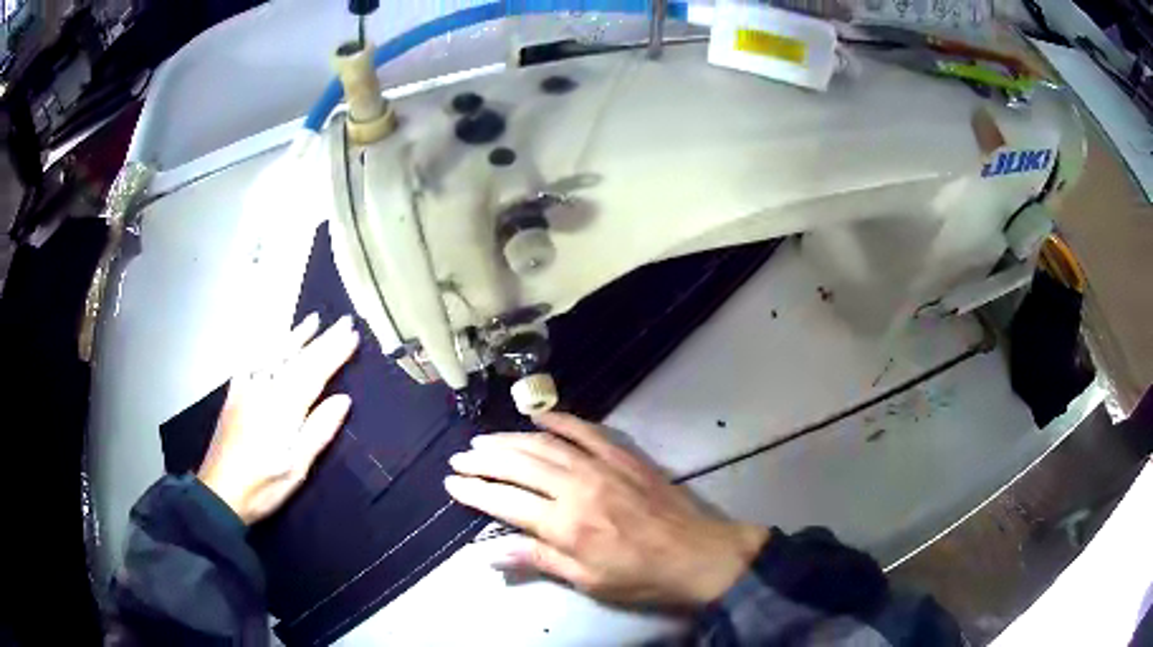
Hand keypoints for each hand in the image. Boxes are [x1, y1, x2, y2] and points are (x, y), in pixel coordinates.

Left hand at [198, 314, 358, 524]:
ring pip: (273, 354)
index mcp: (283, 408)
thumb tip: (343, 399)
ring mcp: (246, 390)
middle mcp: (264, 390)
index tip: (352, 334)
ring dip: (294, 336)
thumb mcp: (297, 467)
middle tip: (343, 321)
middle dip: (322, 339)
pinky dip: (263, 348)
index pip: (314, 372)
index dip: (334, 352)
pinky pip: (250, 362)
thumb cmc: (263, 486)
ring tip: (312, 320)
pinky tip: (269, 343)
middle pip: (296, 358)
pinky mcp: (233, 396)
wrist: (219, 493)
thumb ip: (318, 431)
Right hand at [445, 412, 767, 606]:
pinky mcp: (623, 455)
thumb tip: (491, 552)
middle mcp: (576, 487)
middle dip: (483, 461)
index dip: (474, 492)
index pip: (505, 502)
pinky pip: (586, 430)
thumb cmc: (641, 577)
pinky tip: (539, 415)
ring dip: (510, 439)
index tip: (451, 484)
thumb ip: (539, 559)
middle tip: (459, 458)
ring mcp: (601, 466)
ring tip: (484, 439)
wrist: (699, 554)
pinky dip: (560, 420)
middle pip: (518, 466)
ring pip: (544, 444)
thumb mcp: (588, 580)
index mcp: (565, 524)